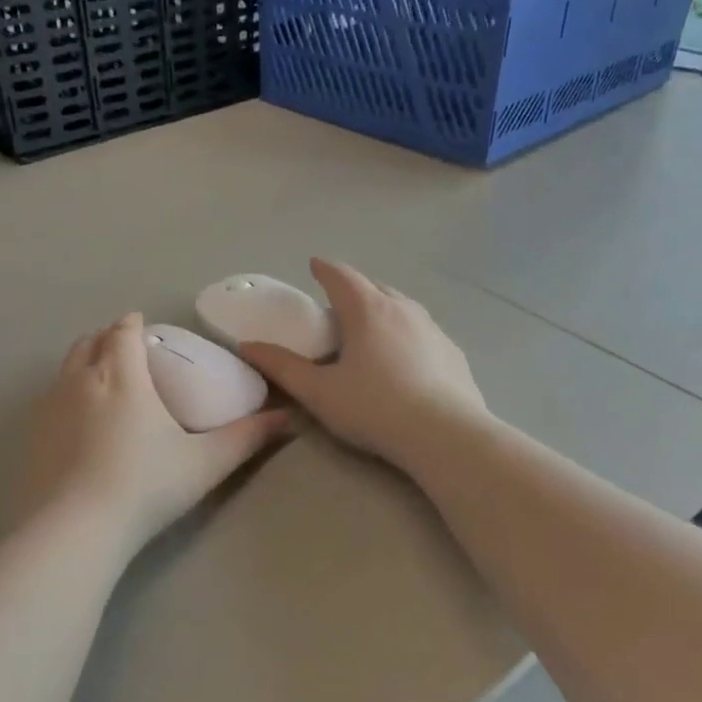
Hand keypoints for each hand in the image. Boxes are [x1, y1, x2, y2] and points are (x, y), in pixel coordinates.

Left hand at [22, 313, 290, 552]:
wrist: (75, 529)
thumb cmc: (145, 487)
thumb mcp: (205, 463)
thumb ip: (247, 438)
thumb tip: (288, 418)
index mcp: (122, 377)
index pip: (123, 333)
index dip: (133, 324)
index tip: (143, 327)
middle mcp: (81, 381)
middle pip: (89, 342)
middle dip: (107, 338)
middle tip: (126, 350)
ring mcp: (50, 407)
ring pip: (65, 367)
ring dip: (84, 361)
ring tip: (102, 379)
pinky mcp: (32, 435)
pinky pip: (49, 397)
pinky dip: (65, 393)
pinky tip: (78, 421)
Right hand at [240, 259, 485, 468]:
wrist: (445, 435)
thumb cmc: (374, 409)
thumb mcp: (319, 392)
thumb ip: (282, 367)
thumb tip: (248, 346)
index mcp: (367, 310)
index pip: (342, 277)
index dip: (324, 269)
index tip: (314, 265)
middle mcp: (403, 309)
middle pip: (374, 288)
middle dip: (354, 291)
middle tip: (338, 308)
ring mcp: (433, 328)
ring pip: (402, 308)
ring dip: (383, 311)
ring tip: (371, 332)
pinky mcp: (453, 352)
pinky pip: (423, 332)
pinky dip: (407, 335)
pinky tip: (405, 361)